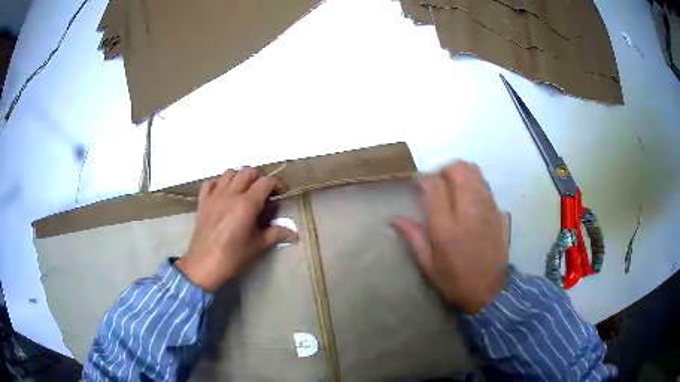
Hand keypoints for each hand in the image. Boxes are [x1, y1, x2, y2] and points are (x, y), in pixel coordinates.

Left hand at [176, 167, 297, 291]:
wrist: (204, 264)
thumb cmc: (233, 256)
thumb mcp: (258, 246)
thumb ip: (276, 234)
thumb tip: (295, 234)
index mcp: (246, 204)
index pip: (265, 182)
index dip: (276, 184)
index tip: (280, 193)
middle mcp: (231, 194)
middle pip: (247, 172)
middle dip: (258, 177)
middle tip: (262, 192)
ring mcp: (215, 196)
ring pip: (229, 173)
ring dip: (239, 177)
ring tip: (243, 190)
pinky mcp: (203, 202)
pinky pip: (210, 183)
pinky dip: (218, 183)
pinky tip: (222, 193)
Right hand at [391, 162, 507, 313]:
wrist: (490, 292)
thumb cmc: (455, 282)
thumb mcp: (428, 266)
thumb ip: (413, 237)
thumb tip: (393, 218)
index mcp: (446, 228)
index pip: (434, 186)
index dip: (424, 179)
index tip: (418, 184)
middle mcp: (468, 213)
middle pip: (459, 170)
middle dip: (444, 169)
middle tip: (438, 183)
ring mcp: (486, 210)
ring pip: (475, 172)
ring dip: (461, 173)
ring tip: (454, 186)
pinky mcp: (498, 212)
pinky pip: (485, 185)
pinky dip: (474, 182)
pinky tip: (469, 197)